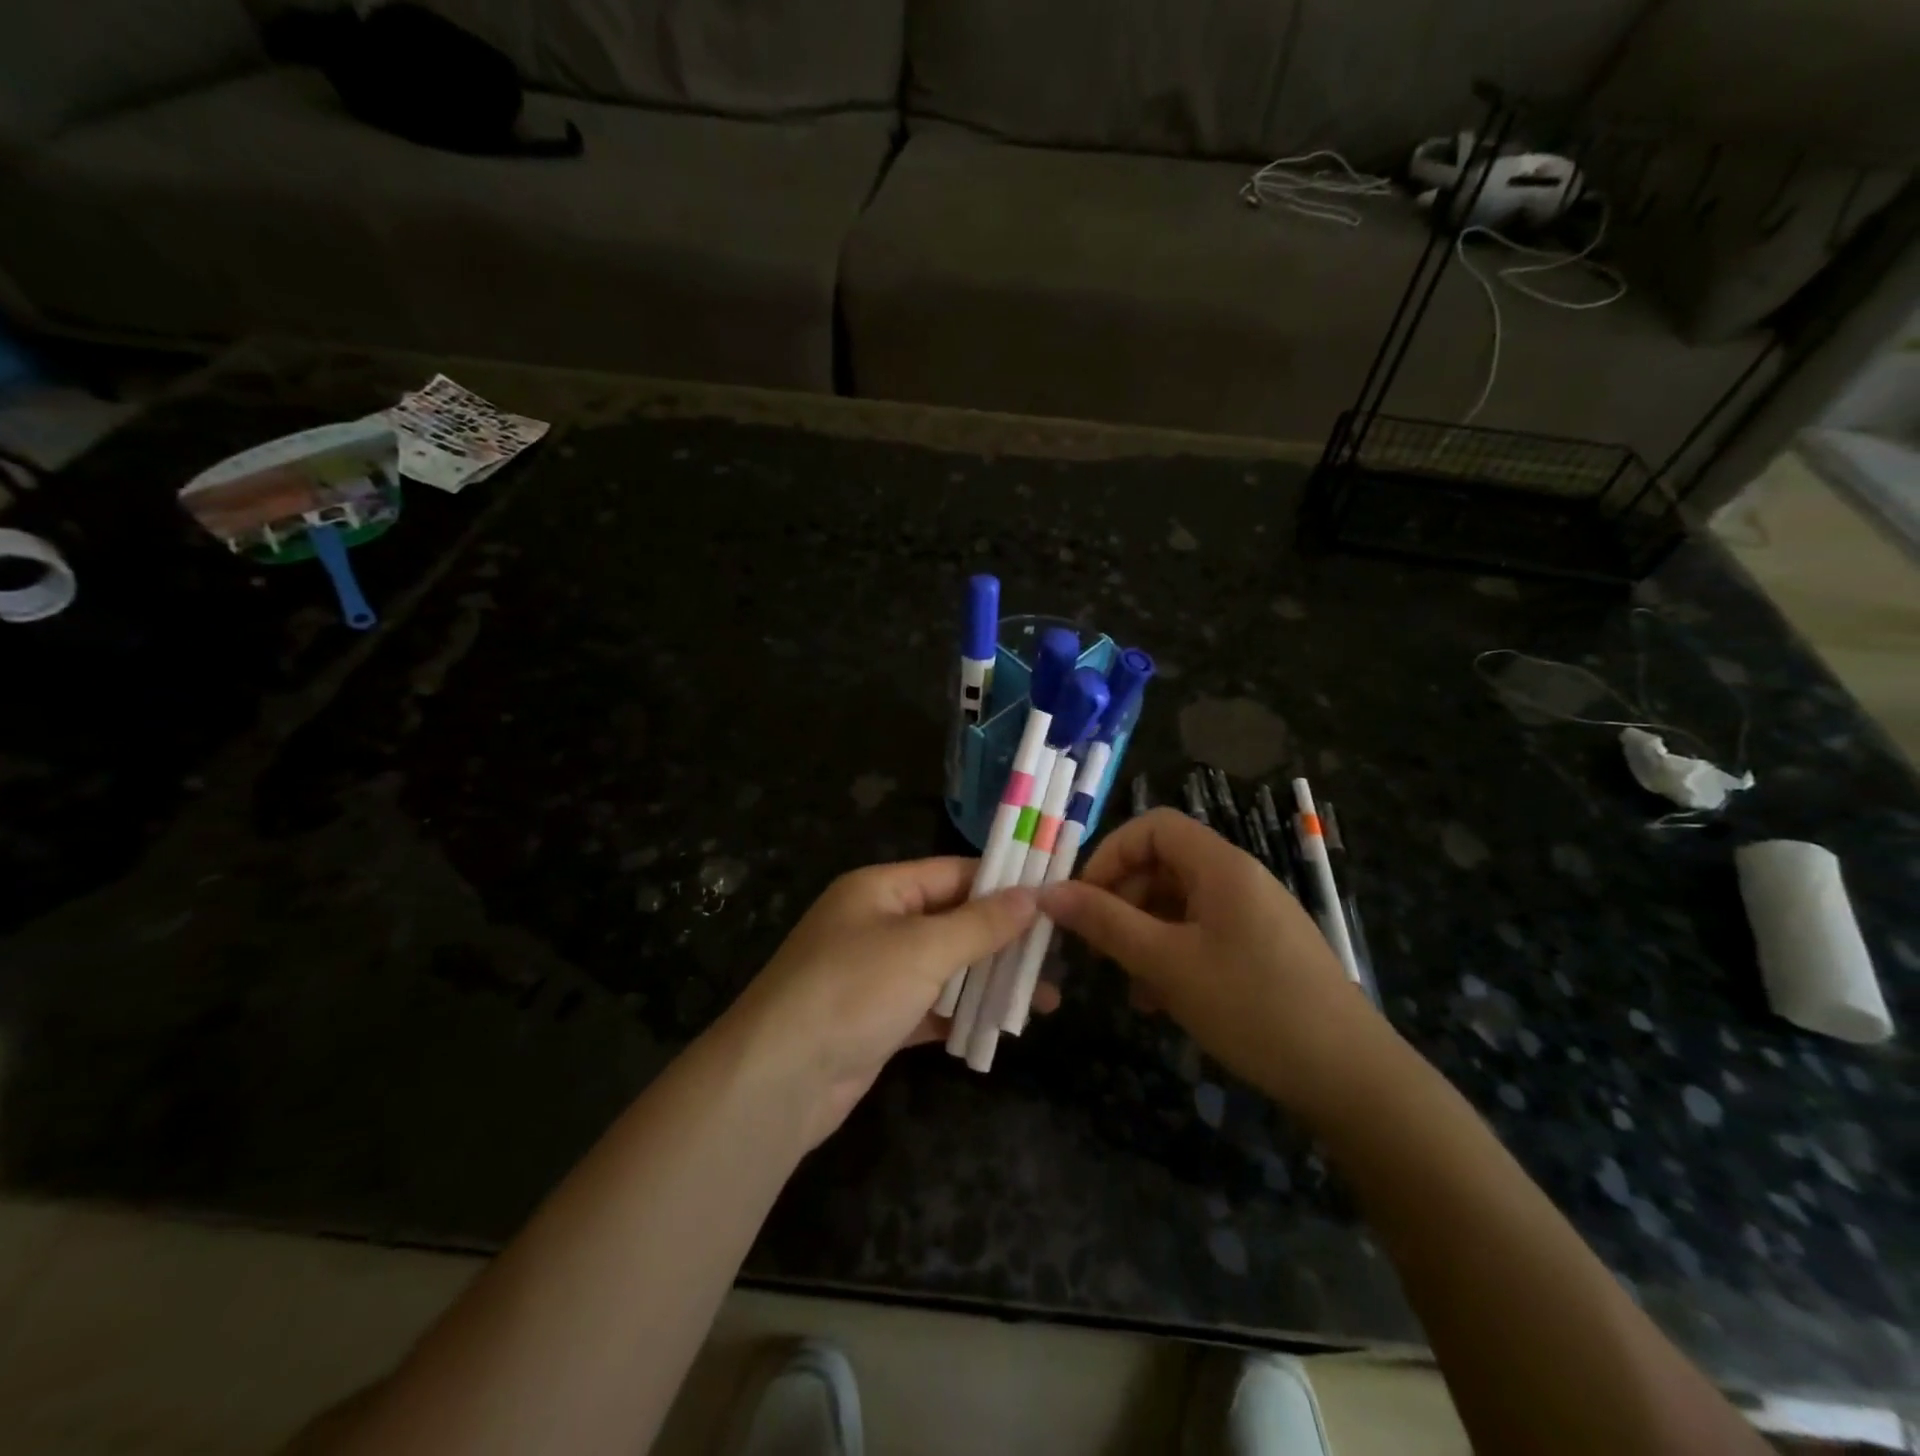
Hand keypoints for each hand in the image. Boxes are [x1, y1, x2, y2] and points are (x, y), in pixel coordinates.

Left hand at [719, 858, 1047, 1147]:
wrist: (778, 1080)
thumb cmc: (853, 991)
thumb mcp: (923, 948)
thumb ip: (980, 923)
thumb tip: (1031, 896)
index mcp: (879, 889)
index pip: (953, 873)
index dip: (1002, 883)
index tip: (1053, 896)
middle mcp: (877, 924)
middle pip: (953, 920)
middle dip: (1002, 938)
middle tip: (1056, 953)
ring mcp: (876, 974)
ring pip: (946, 967)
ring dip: (989, 981)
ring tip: (1045, 998)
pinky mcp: (878, 1020)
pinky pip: (932, 1006)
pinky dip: (963, 1015)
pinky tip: (1002, 1028)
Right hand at [1039, 808, 1385, 1117]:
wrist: (1350, 1078)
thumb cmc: (1252, 1006)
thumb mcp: (1167, 964)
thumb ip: (1106, 923)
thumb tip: (1049, 893)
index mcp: (1221, 866)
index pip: (1154, 826)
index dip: (1110, 853)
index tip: (1083, 898)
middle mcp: (1238, 879)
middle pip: (1164, 864)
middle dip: (1122, 898)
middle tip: (1096, 943)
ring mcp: (1252, 915)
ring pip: (1179, 903)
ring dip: (1143, 932)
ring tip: (1125, 981)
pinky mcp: (1260, 949)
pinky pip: (1202, 933)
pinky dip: (1171, 954)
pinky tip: (1159, 1000)